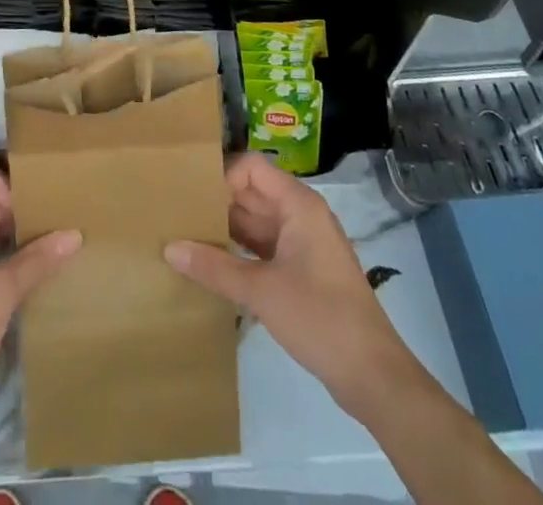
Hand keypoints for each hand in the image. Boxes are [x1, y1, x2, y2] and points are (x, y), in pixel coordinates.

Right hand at [165, 153, 416, 418]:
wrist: (374, 376)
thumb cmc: (320, 317)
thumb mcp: (261, 291)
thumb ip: (214, 267)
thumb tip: (169, 247)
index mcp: (298, 204)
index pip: (251, 167)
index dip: (222, 176)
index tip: (191, 198)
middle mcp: (300, 214)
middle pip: (251, 193)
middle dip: (217, 202)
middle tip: (177, 215)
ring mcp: (303, 243)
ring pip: (256, 222)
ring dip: (225, 228)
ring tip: (186, 237)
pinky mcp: (302, 270)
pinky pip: (264, 247)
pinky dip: (239, 251)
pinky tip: (212, 265)